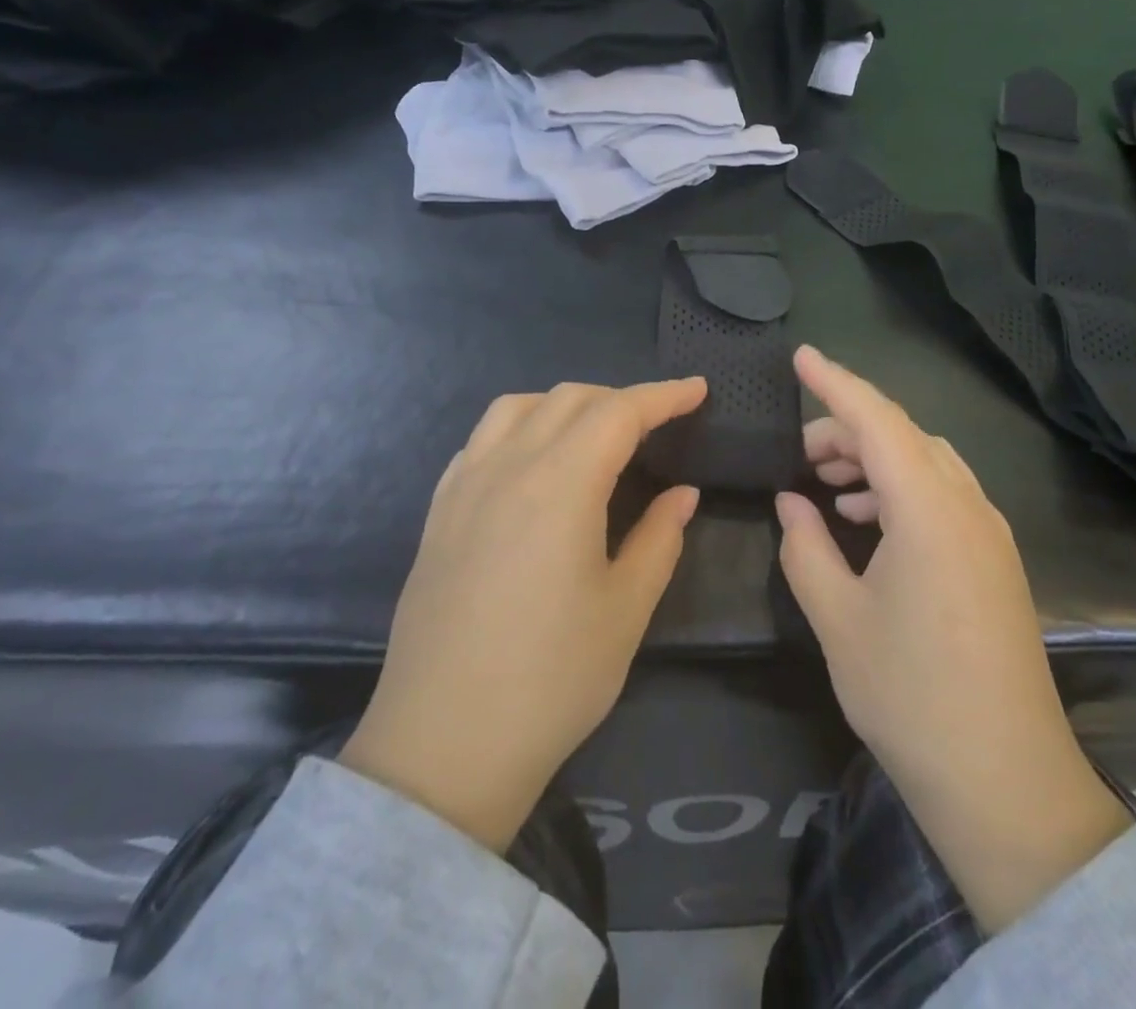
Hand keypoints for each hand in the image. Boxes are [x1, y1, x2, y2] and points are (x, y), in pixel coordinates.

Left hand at [340, 377, 706, 852]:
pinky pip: (481, 440)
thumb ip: (659, 538)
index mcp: (561, 484)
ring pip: (517, 408)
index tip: (698, 390)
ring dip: (564, 404)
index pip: (620, 412)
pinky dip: (518, 428)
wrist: (444, 746)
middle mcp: (508, 467)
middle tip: (657, 423)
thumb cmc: (551, 679)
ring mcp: (464, 487)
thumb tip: (682, 494)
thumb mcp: (625, 609)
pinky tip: (531, 462)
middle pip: (569, 399)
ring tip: (593, 432)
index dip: (664, 396)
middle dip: (620, 398)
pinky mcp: (438, 513)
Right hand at [776, 346, 1128, 932]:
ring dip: (875, 459)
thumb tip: (791, 501)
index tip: (801, 356)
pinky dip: (901, 489)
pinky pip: (944, 495)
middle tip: (798, 454)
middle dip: (847, 429)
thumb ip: (806, 547)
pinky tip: (869, 521)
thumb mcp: (837, 619)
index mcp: (927, 509)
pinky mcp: (996, 561)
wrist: (1006, 781)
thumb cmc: (910, 696)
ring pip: (926, 462)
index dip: (835, 382)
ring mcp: (989, 533)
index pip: (876, 419)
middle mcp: (967, 505)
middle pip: (904, 436)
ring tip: (828, 484)